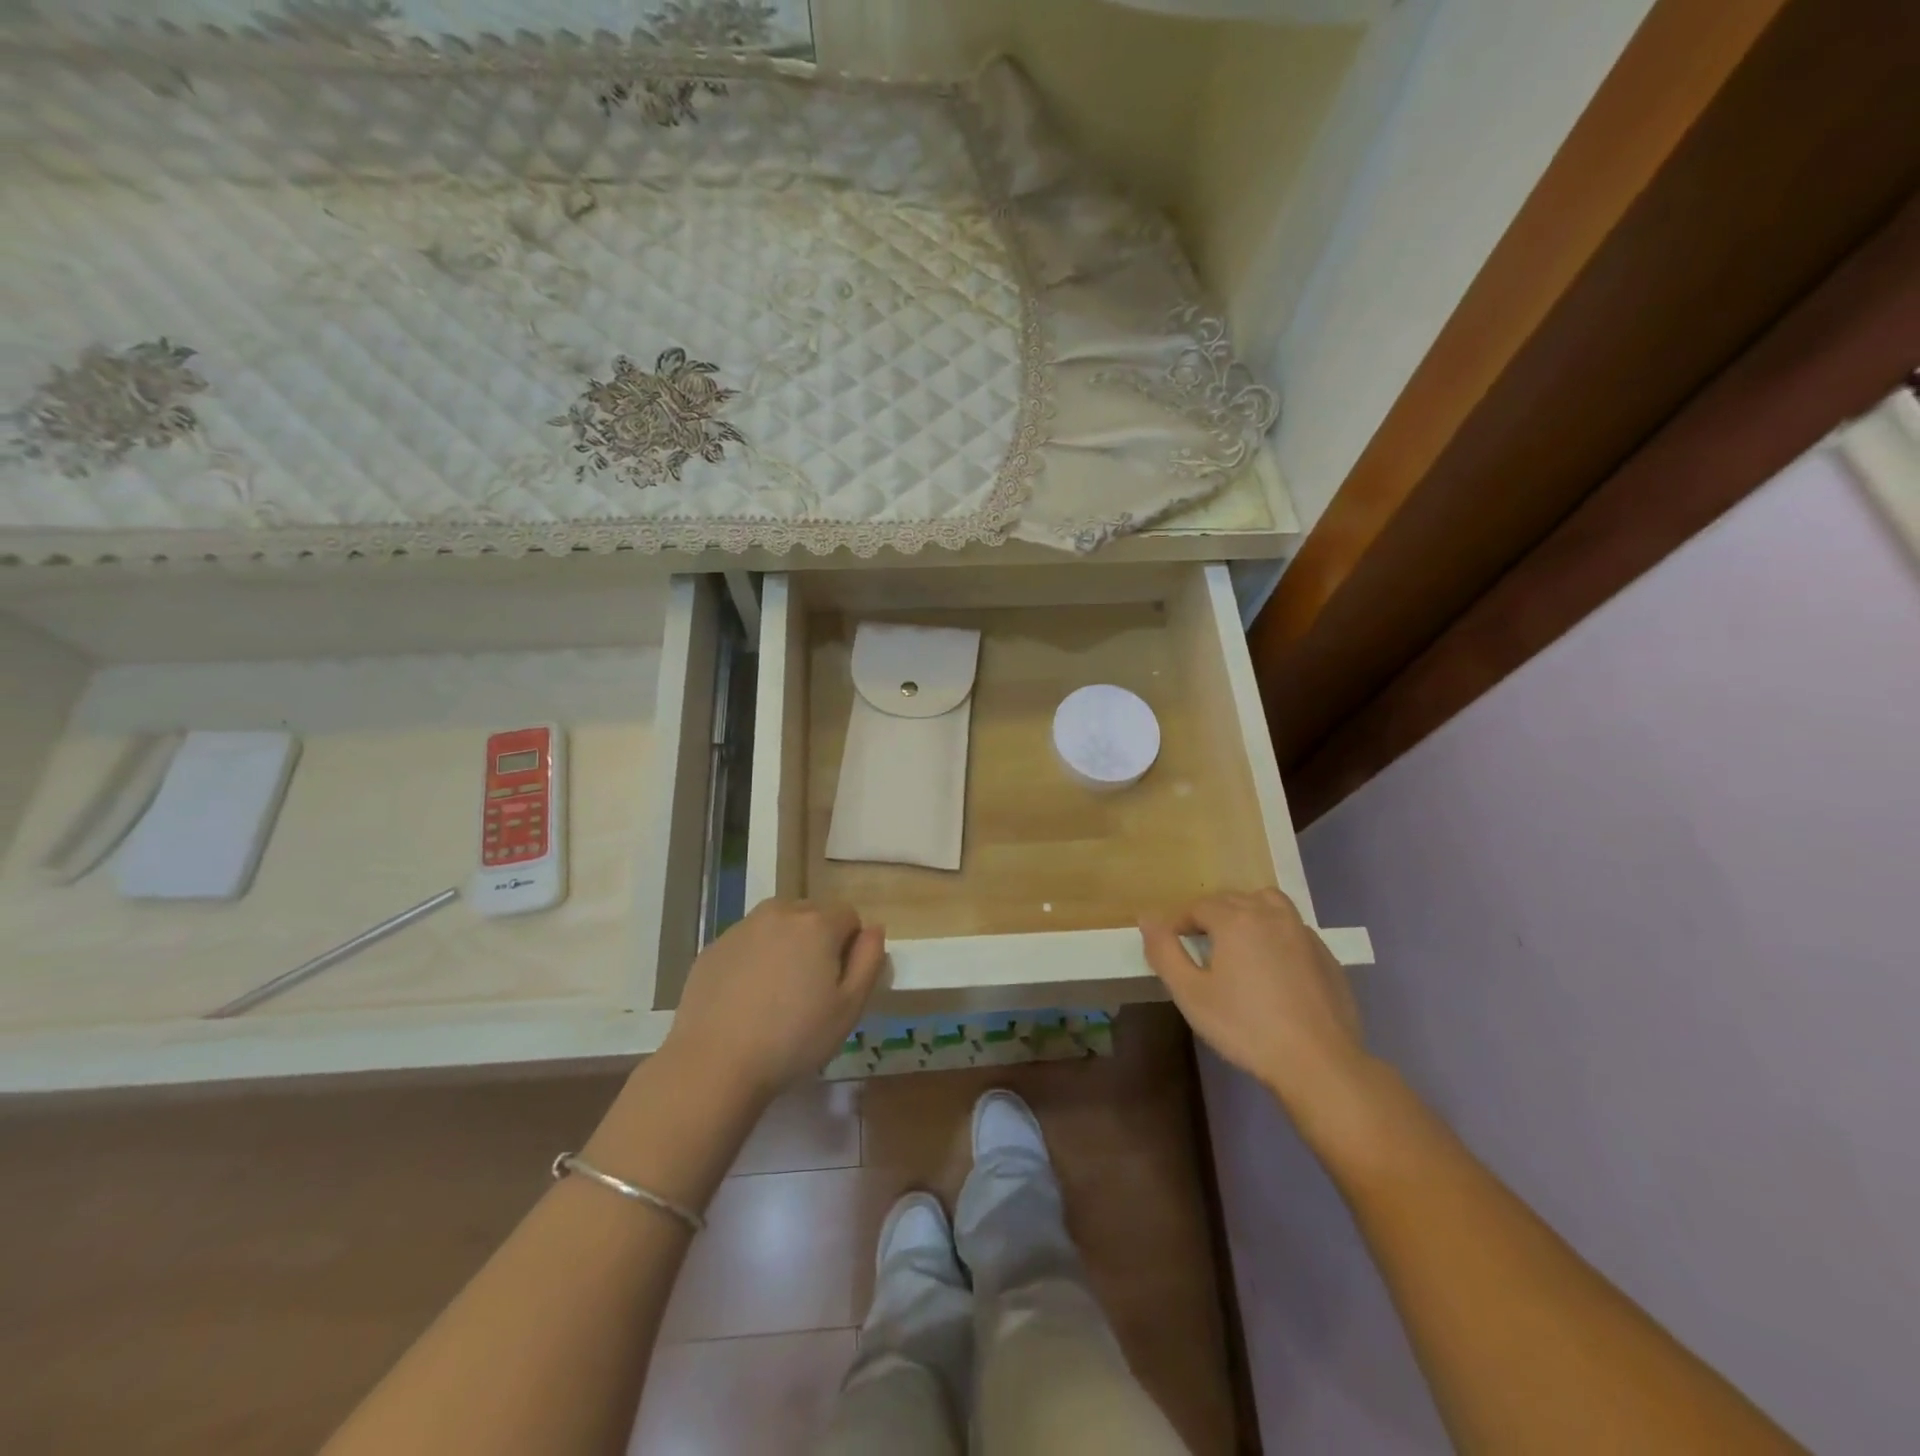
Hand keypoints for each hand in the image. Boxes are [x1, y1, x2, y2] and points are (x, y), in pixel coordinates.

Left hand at [664, 900, 885, 1099]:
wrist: (714, 1064)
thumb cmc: (793, 1039)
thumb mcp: (849, 1008)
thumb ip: (869, 960)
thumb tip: (874, 929)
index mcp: (817, 923)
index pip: (849, 916)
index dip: (850, 947)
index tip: (838, 983)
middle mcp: (779, 913)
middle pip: (812, 915)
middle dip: (818, 940)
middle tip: (810, 988)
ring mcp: (741, 928)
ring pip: (777, 925)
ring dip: (785, 945)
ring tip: (777, 991)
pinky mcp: (713, 947)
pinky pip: (747, 942)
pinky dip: (754, 958)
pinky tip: (746, 998)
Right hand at [1141, 889, 1368, 1117]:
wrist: (1319, 1062)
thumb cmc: (1246, 1027)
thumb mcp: (1190, 993)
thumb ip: (1164, 951)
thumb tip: (1147, 917)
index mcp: (1236, 919)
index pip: (1198, 906)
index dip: (1180, 923)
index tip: (1173, 948)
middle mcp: (1270, 914)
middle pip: (1232, 900)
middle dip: (1211, 916)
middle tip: (1200, 948)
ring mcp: (1303, 933)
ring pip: (1268, 904)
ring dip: (1247, 914)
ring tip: (1237, 945)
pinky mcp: (1326, 955)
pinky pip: (1292, 929)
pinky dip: (1275, 934)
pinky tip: (1273, 968)